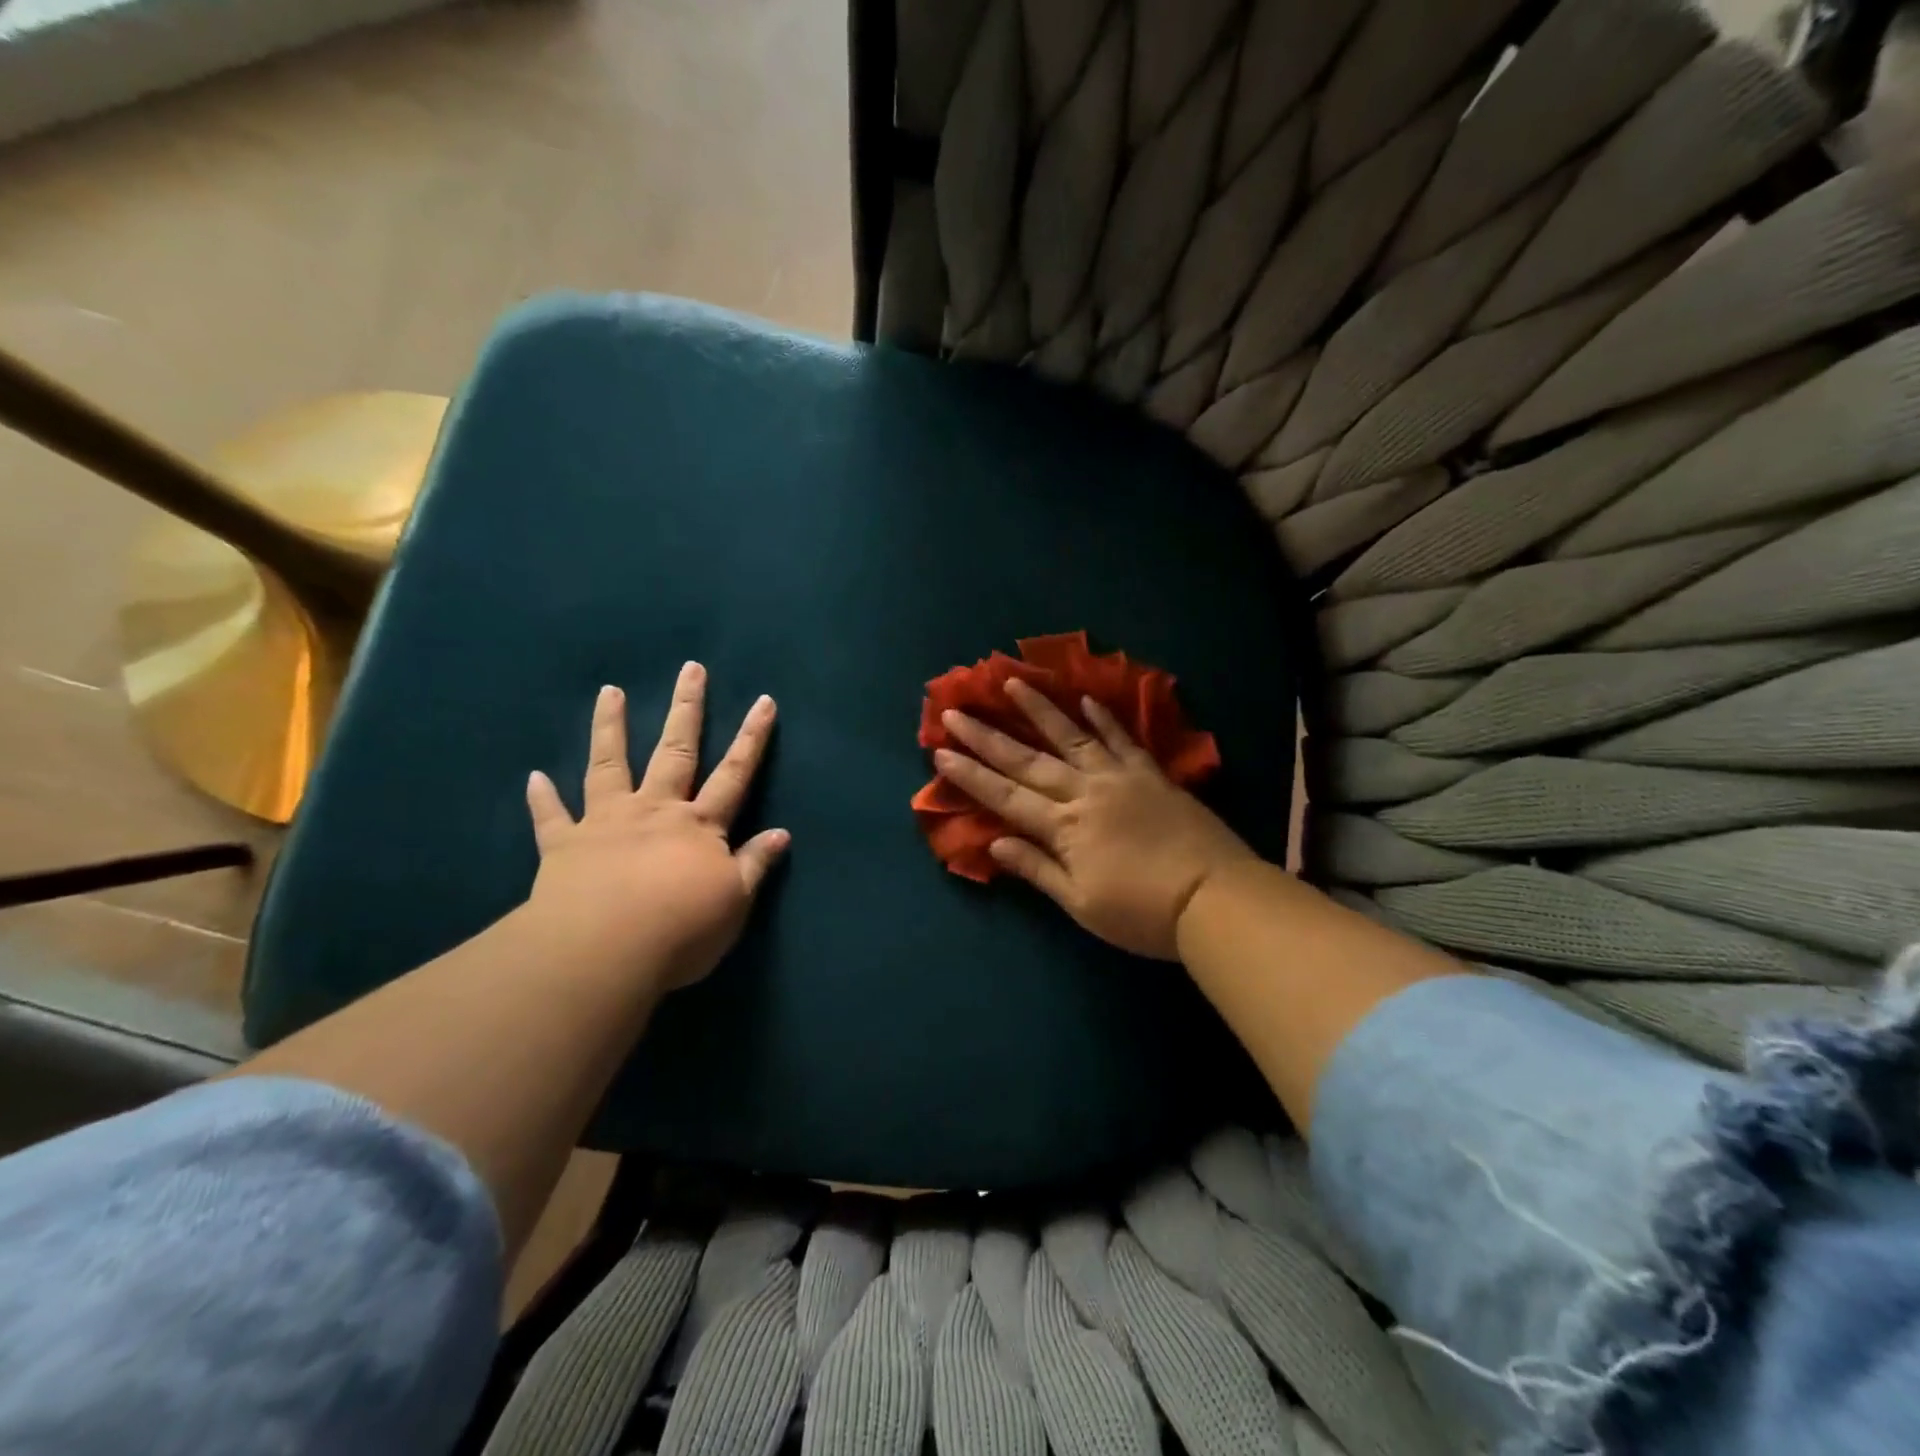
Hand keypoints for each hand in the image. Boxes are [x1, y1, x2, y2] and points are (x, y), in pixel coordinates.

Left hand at [525, 665, 788, 992]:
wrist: (604, 951)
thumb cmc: (681, 928)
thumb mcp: (735, 901)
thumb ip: (754, 864)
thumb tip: (782, 833)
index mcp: (699, 826)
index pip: (734, 774)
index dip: (751, 738)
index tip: (763, 701)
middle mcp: (655, 811)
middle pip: (675, 752)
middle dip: (687, 709)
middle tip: (690, 669)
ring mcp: (606, 823)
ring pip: (610, 766)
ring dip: (611, 728)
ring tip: (609, 692)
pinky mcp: (564, 846)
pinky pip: (551, 817)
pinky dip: (543, 798)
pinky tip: (534, 777)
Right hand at [935, 679, 1255, 959]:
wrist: (1213, 899)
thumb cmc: (1142, 913)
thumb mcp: (1081, 904)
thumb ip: (1037, 869)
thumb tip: (995, 843)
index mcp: (1064, 827)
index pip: (1006, 796)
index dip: (971, 776)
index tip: (941, 752)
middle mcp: (1085, 792)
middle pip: (1027, 760)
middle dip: (987, 737)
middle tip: (955, 711)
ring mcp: (1120, 778)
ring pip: (1071, 736)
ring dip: (1039, 709)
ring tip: (1012, 683)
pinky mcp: (1151, 774)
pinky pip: (1123, 739)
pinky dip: (1104, 718)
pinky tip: (1086, 700)